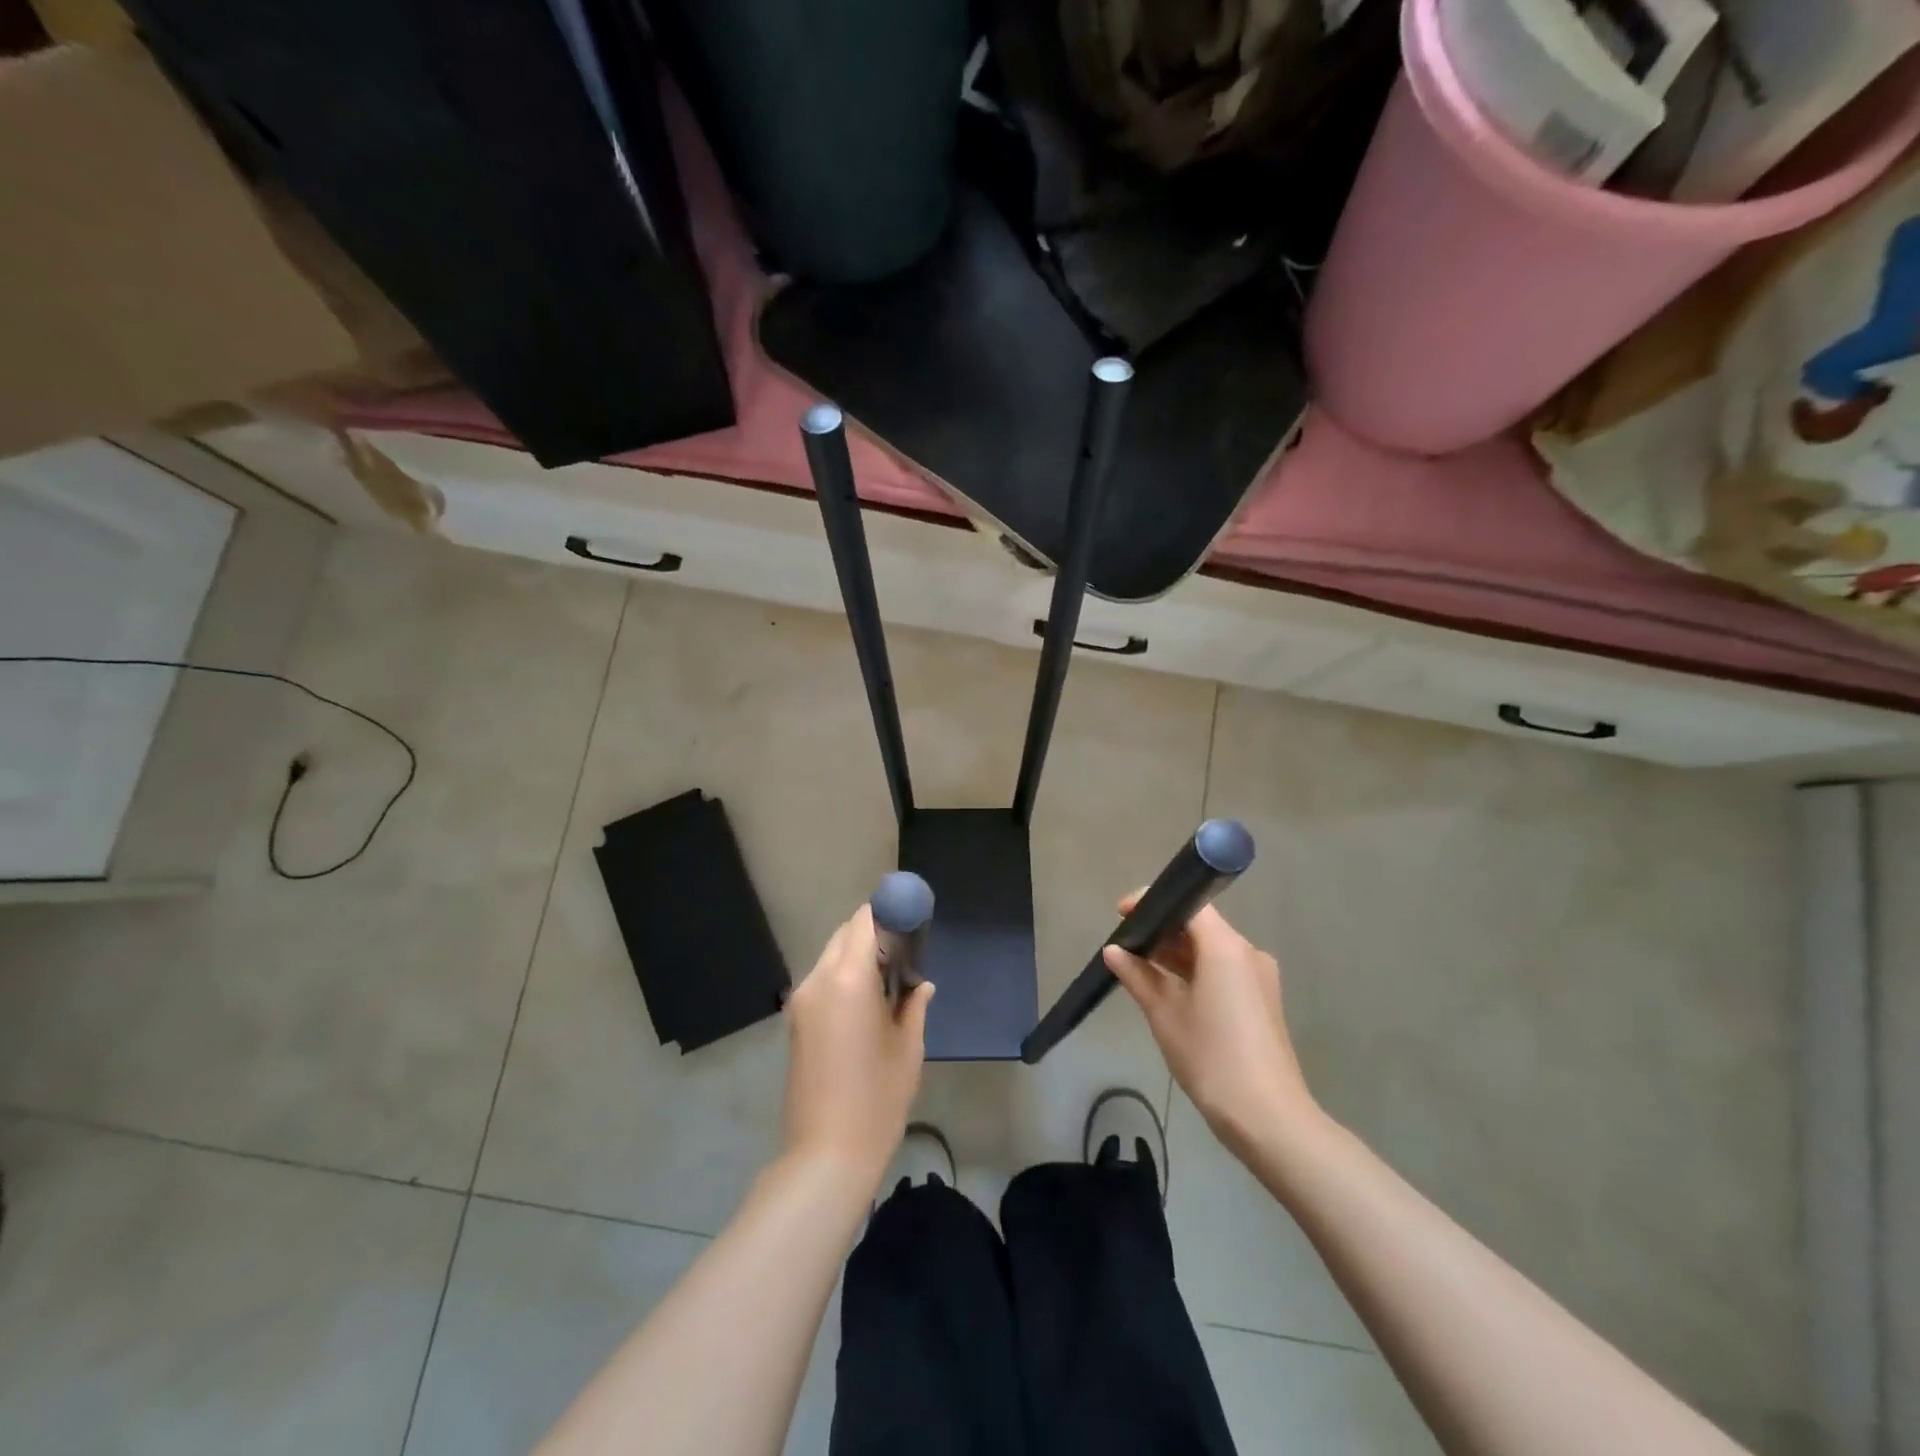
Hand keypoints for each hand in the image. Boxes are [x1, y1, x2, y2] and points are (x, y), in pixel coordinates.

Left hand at [782, 905, 933, 1186]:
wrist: (825, 1154)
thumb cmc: (877, 1099)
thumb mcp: (907, 1048)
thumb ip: (913, 1004)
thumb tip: (921, 984)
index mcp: (848, 979)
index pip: (864, 921)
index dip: (889, 915)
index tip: (912, 924)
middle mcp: (818, 980)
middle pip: (845, 934)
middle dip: (874, 934)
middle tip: (905, 955)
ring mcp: (801, 1000)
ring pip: (831, 956)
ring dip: (858, 956)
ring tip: (888, 982)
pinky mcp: (795, 1020)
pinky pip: (822, 980)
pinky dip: (844, 976)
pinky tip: (867, 1003)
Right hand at [1103, 898, 1316, 1156]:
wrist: (1269, 1119)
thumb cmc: (1211, 1058)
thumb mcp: (1165, 1015)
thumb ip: (1138, 976)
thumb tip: (1113, 952)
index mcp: (1226, 947)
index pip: (1188, 904)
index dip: (1152, 904)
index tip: (1121, 915)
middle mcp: (1247, 953)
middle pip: (1201, 925)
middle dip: (1162, 931)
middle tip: (1124, 944)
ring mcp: (1259, 977)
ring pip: (1212, 950)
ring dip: (1177, 954)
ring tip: (1139, 967)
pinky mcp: (1262, 1000)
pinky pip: (1223, 970)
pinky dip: (1196, 971)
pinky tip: (1169, 990)